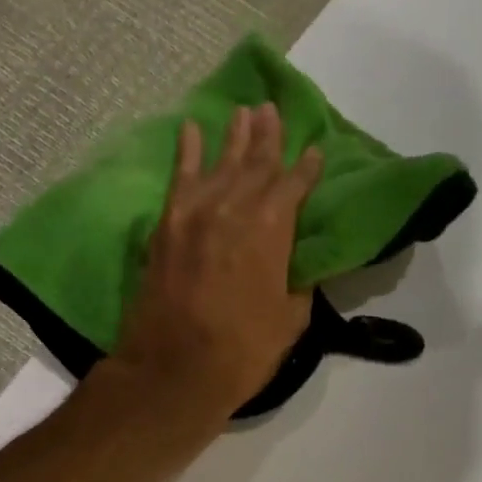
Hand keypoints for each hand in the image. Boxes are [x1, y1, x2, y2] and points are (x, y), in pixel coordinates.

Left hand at [113, 103, 323, 418]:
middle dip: (268, 138)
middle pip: (256, 165)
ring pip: (220, 163)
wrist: (173, 371)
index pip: (294, 188)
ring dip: (234, 137)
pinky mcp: (166, 227)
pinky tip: (192, 131)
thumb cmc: (241, 354)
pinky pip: (179, 179)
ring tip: (245, 112)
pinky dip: (187, 153)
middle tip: (274, 111)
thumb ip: (297, 285)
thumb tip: (298, 268)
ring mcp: (195, 214)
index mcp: (272, 231)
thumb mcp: (289, 323)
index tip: (315, 152)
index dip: (307, 169)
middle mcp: (234, 210)